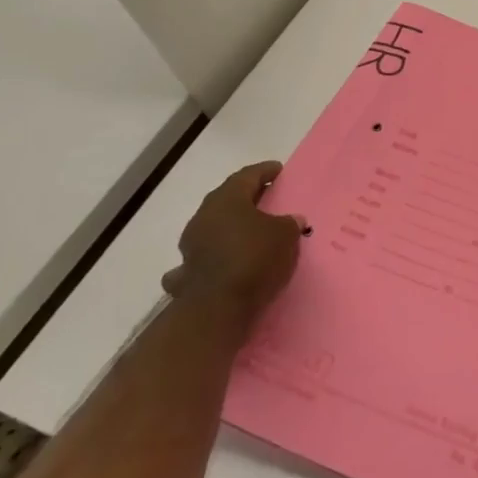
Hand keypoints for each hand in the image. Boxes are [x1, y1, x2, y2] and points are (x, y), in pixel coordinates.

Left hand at [165, 162, 301, 311]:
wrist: (218, 307)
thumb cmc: (255, 258)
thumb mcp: (286, 235)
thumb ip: (289, 223)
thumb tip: (291, 220)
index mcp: (227, 199)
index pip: (247, 175)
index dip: (265, 171)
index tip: (278, 170)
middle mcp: (204, 216)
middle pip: (227, 199)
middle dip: (247, 198)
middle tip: (267, 198)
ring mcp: (190, 245)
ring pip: (213, 227)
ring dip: (230, 227)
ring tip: (250, 232)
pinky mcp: (186, 272)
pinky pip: (202, 257)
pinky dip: (213, 256)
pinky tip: (221, 262)